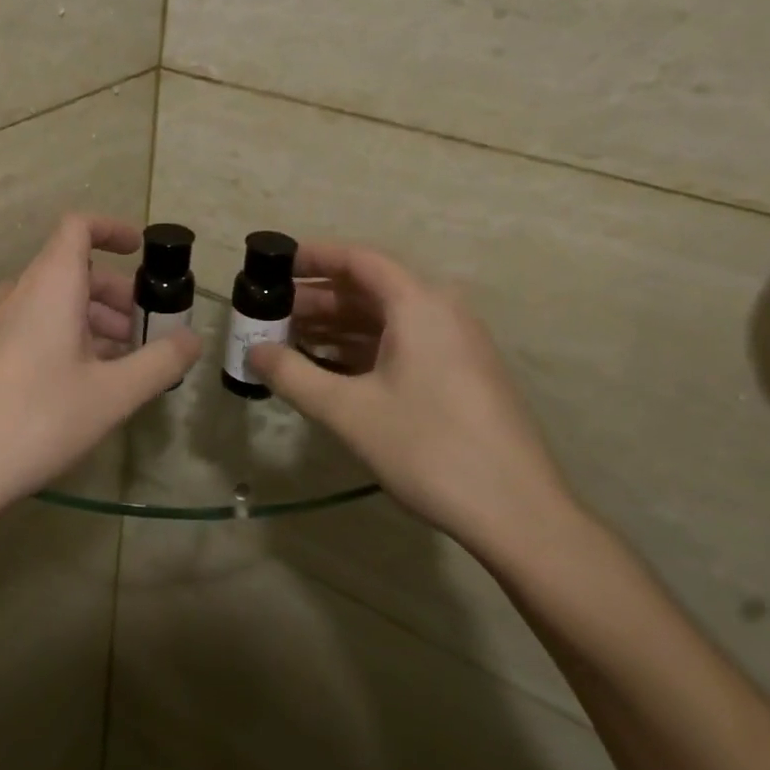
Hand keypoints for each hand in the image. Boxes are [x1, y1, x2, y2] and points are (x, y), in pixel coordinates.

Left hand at [0, 214, 200, 526]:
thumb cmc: (38, 419)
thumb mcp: (112, 394)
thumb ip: (159, 362)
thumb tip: (193, 339)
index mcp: (48, 285)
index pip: (77, 227)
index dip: (112, 229)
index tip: (140, 251)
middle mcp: (15, 293)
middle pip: (70, 270)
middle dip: (113, 294)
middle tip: (143, 332)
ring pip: (50, 302)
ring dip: (90, 320)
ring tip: (119, 364)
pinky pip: (29, 327)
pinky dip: (61, 337)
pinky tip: (78, 384)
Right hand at [246, 241, 577, 555]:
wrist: (517, 513)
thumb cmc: (428, 447)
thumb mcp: (348, 411)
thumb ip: (292, 375)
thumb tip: (252, 352)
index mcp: (419, 305)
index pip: (358, 261)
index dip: (313, 257)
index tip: (273, 265)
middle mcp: (441, 313)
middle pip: (370, 290)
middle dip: (317, 299)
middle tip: (269, 314)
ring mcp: (455, 345)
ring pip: (384, 320)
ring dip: (336, 327)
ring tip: (287, 341)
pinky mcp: (459, 375)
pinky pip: (401, 345)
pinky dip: (361, 350)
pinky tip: (327, 370)